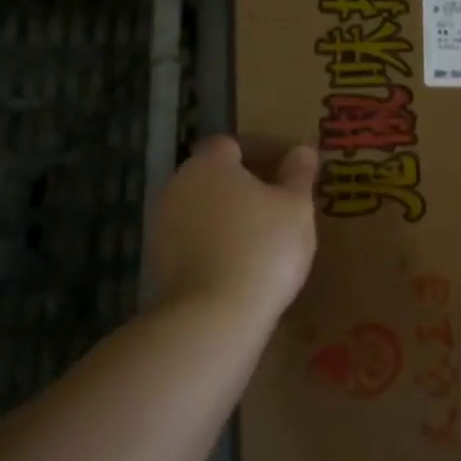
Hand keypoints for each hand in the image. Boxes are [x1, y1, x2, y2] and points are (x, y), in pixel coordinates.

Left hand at [151, 135, 318, 321]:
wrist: (213, 316)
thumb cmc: (263, 247)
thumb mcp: (296, 207)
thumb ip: (299, 174)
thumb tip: (302, 149)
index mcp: (209, 165)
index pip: (231, 144)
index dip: (259, 152)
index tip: (286, 171)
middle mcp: (178, 186)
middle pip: (213, 176)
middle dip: (243, 185)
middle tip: (279, 204)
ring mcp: (162, 226)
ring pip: (202, 209)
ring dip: (228, 215)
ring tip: (263, 236)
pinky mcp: (158, 263)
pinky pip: (193, 240)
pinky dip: (215, 243)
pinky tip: (241, 263)